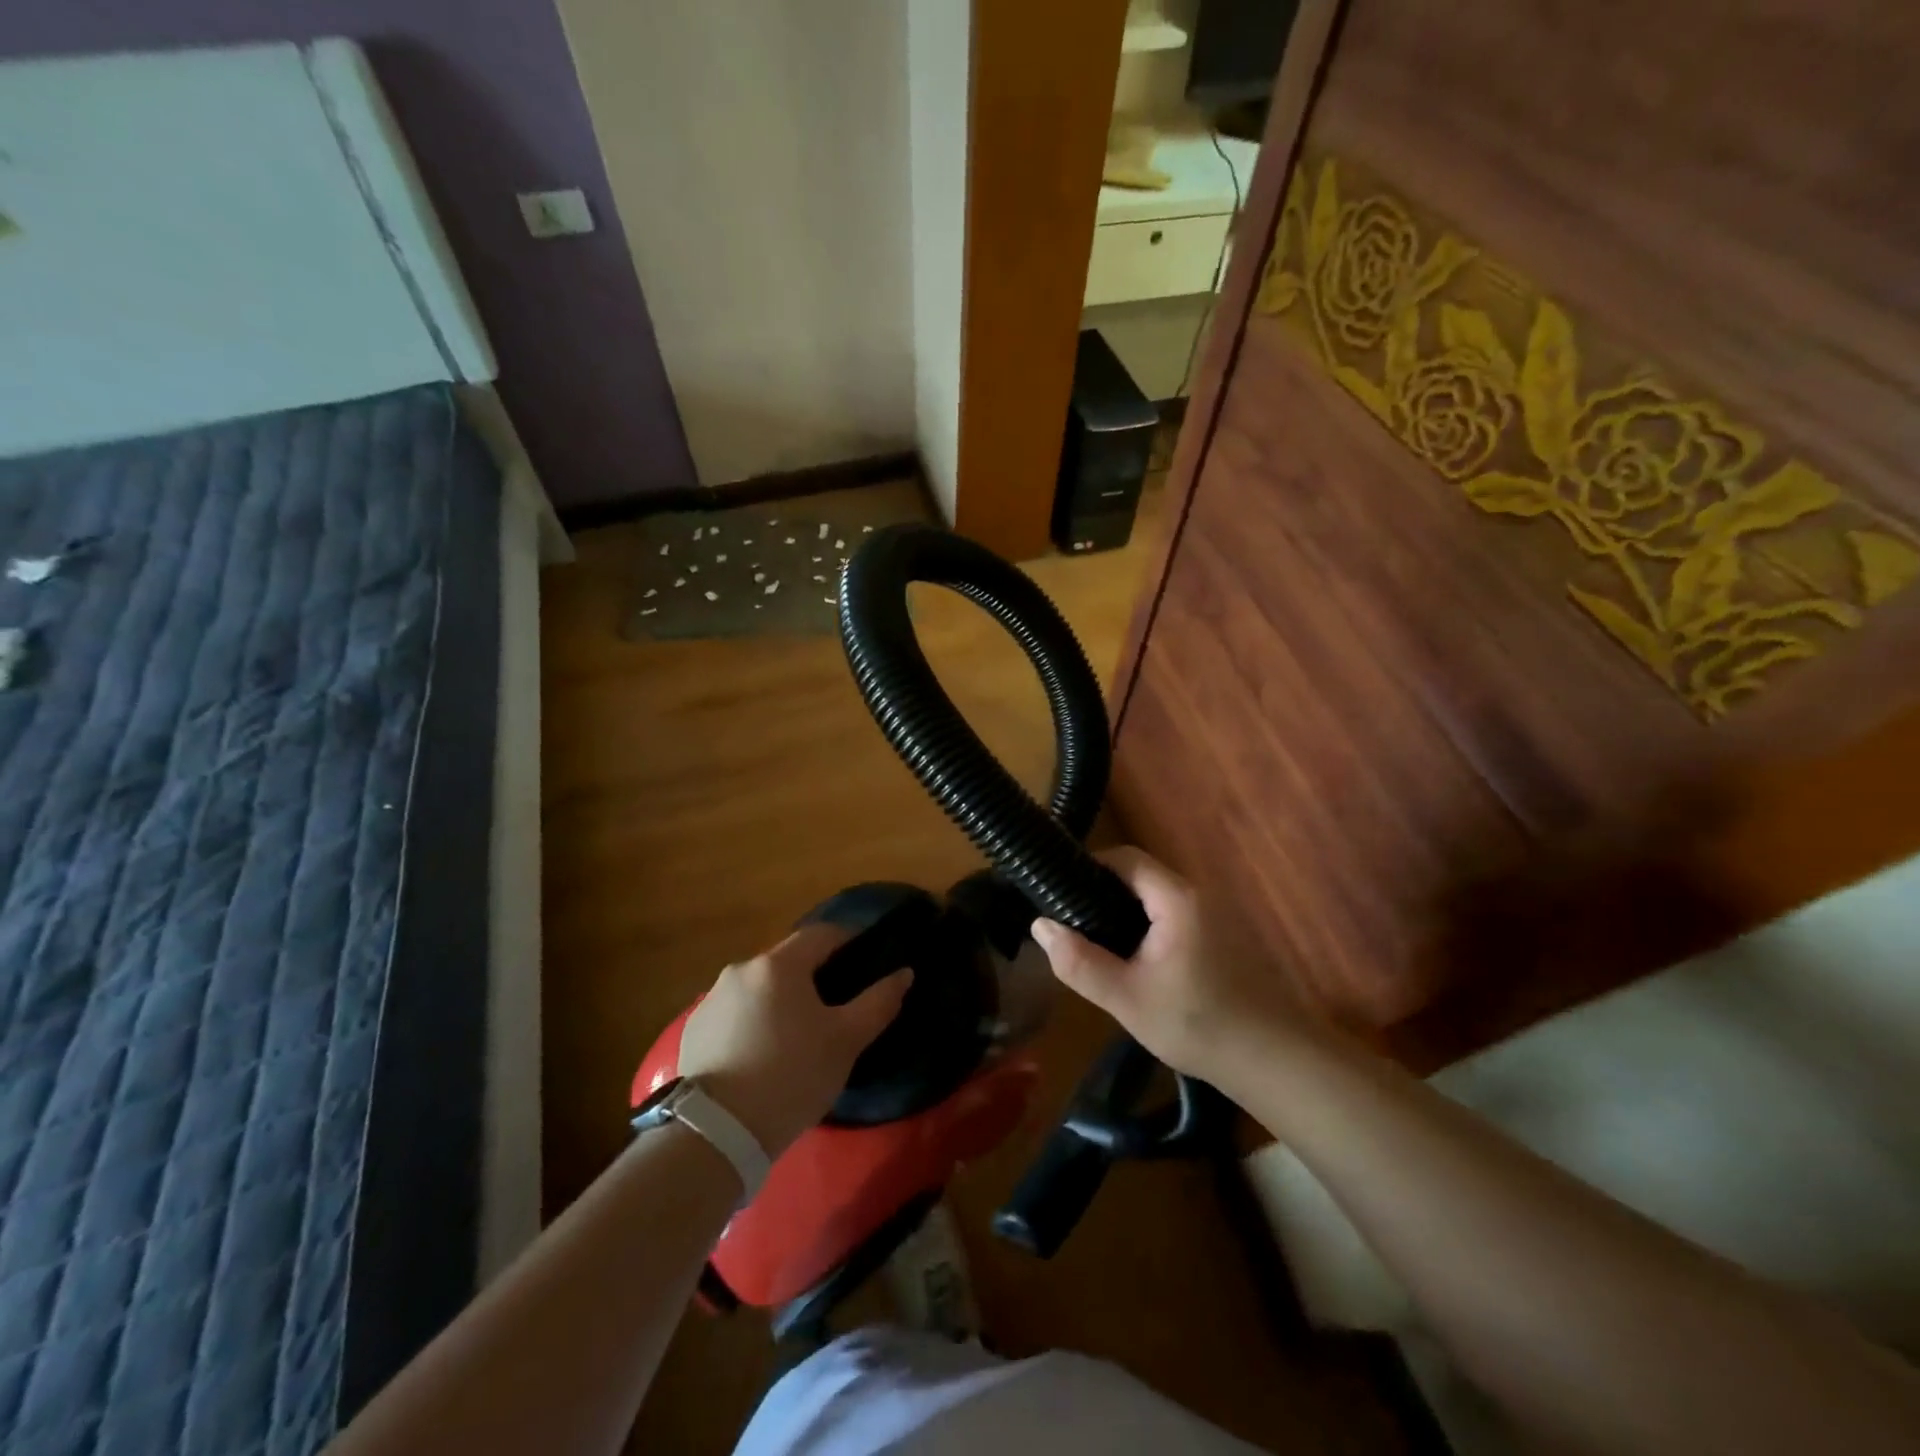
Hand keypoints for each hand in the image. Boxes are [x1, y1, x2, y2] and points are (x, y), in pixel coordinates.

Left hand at [678, 925, 910, 1157]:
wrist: (716, 1133)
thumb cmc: (791, 1076)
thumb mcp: (846, 1041)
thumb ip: (879, 1001)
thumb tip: (904, 973)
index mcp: (780, 964)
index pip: (822, 934)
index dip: (848, 941)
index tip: (865, 959)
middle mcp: (741, 969)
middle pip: (788, 959)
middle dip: (814, 974)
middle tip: (835, 1005)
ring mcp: (712, 998)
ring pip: (760, 986)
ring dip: (781, 998)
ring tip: (797, 1034)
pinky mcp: (694, 1029)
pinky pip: (735, 1012)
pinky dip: (753, 1021)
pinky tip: (762, 1053)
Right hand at [1030, 847, 1307, 1085]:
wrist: (1275, 1061)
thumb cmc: (1198, 1024)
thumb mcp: (1126, 998)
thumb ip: (1079, 962)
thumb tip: (1041, 925)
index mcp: (1177, 898)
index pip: (1126, 858)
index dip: (1089, 865)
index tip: (1058, 891)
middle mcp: (1199, 895)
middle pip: (1140, 876)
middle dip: (1102, 893)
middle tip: (1071, 924)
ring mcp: (1216, 916)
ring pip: (1157, 899)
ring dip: (1125, 913)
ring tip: (1095, 944)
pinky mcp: (1224, 938)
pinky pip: (1174, 917)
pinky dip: (1147, 928)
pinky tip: (1135, 962)